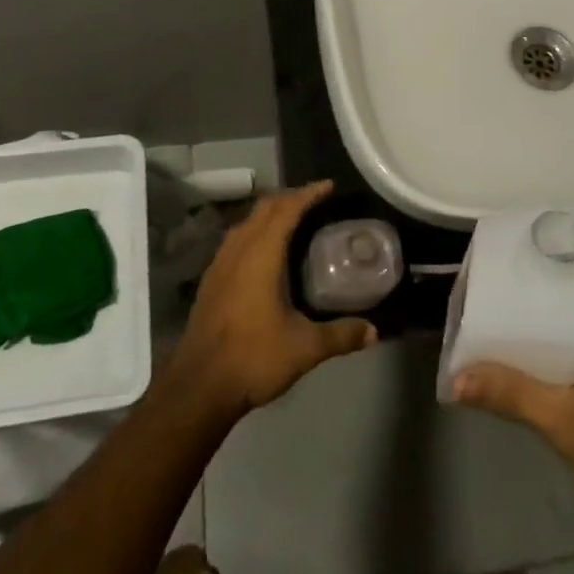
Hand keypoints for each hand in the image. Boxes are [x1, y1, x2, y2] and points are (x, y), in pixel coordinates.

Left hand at [166, 181, 376, 425]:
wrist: (199, 387)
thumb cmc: (254, 358)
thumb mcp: (305, 348)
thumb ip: (341, 335)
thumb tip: (373, 332)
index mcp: (261, 254)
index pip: (287, 209)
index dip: (308, 194)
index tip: (328, 186)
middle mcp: (238, 250)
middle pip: (264, 209)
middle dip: (289, 198)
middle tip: (315, 201)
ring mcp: (219, 265)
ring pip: (246, 223)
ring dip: (269, 215)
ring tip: (291, 221)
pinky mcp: (210, 282)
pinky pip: (235, 241)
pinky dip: (254, 233)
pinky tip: (263, 254)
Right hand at [452, 247, 573, 544]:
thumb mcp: (565, 420)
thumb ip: (511, 392)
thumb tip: (455, 376)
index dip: (573, 234)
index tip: (532, 228)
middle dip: (556, 261)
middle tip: (511, 254)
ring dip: (559, 290)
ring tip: (514, 280)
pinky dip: (566, 317)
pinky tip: (531, 323)